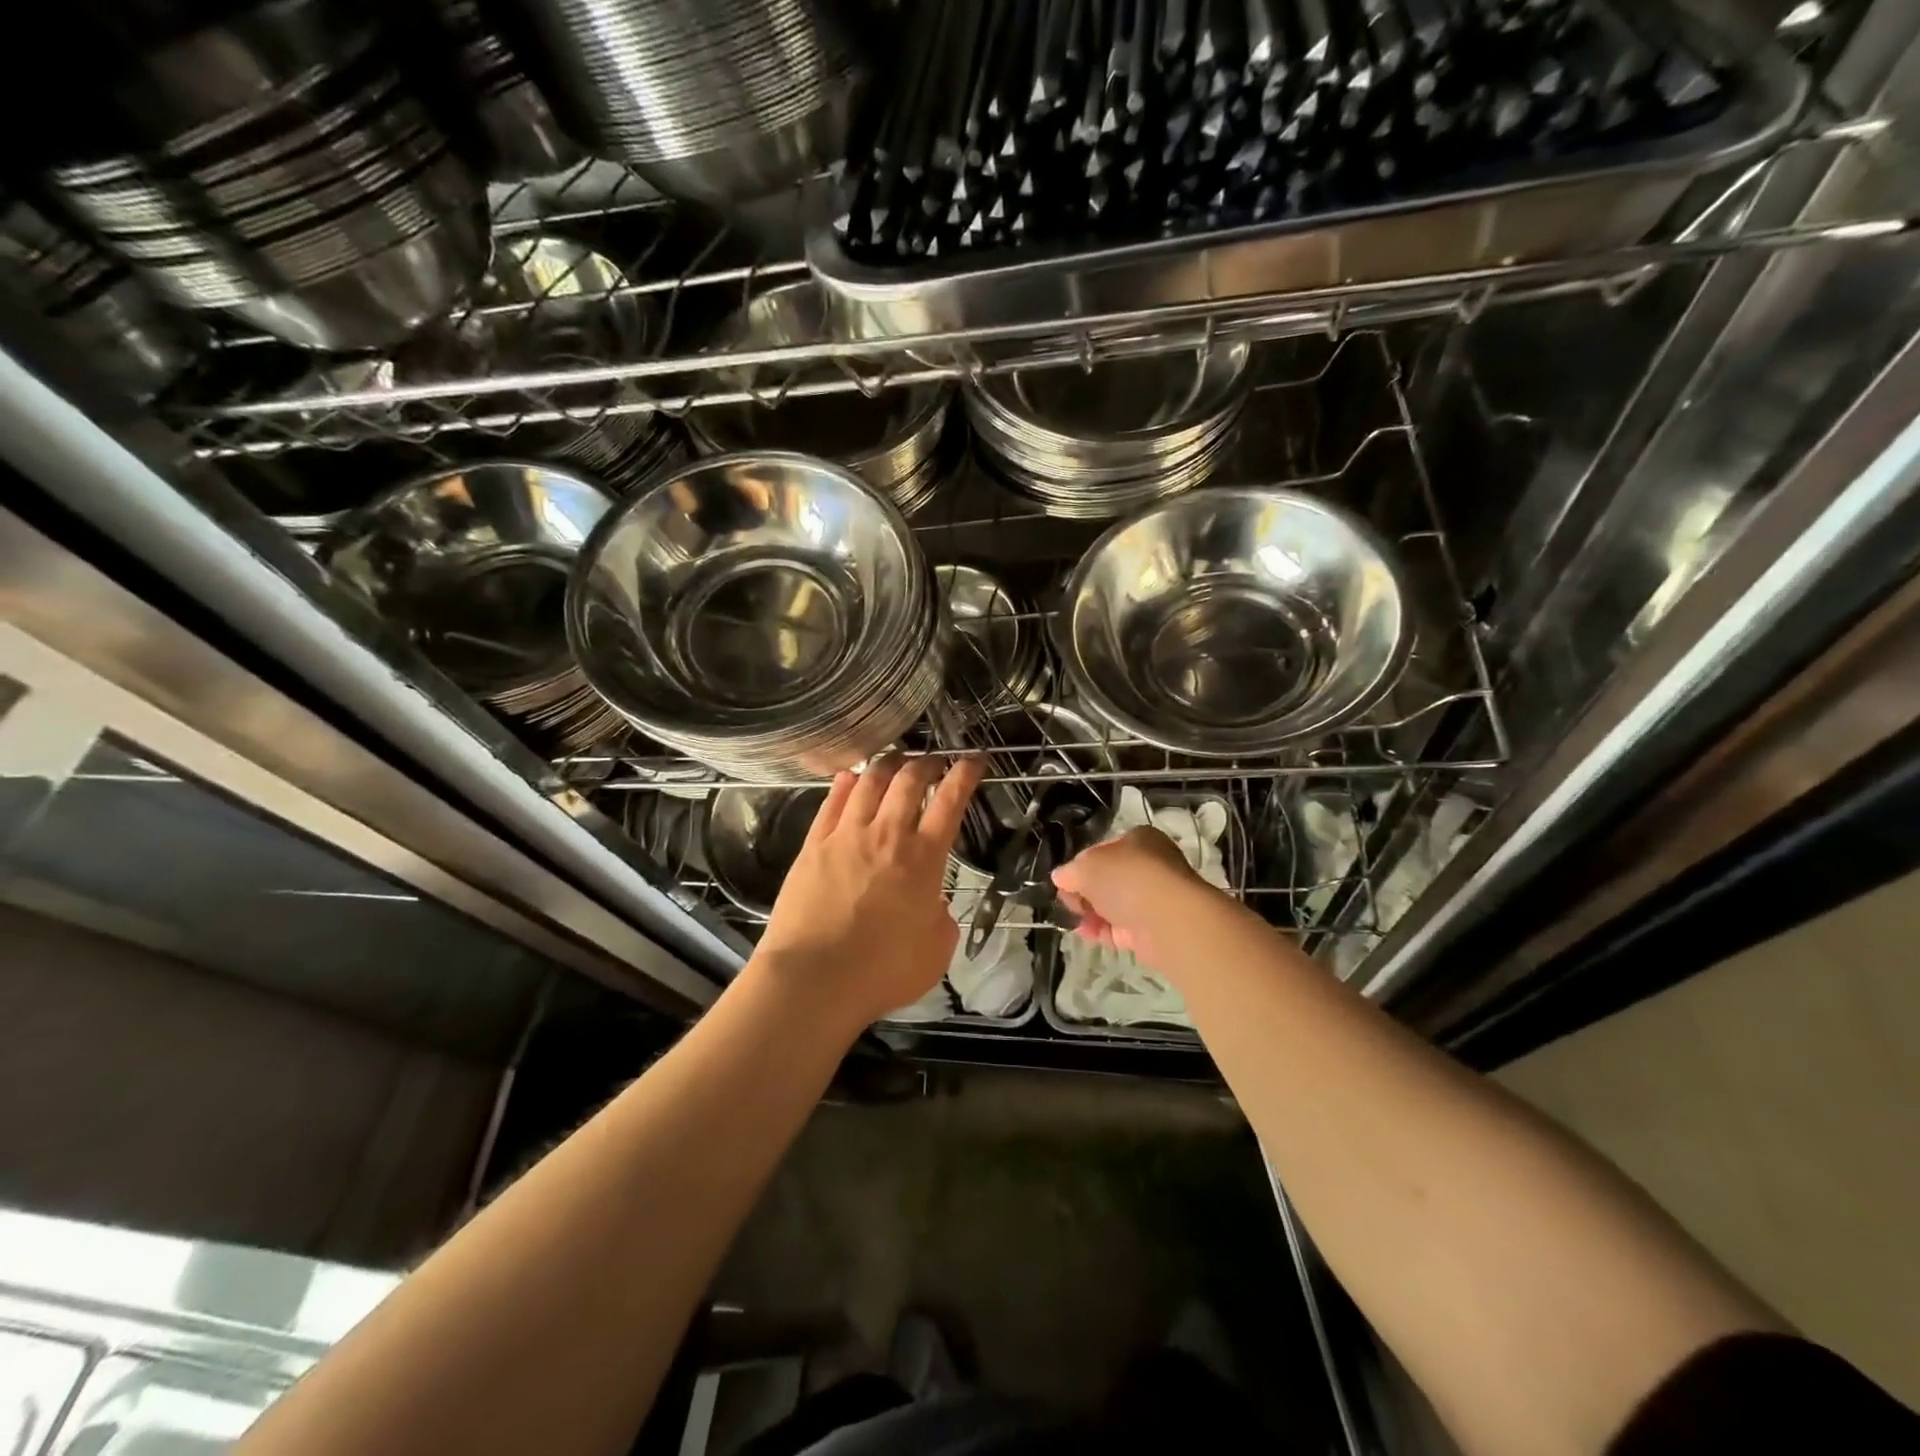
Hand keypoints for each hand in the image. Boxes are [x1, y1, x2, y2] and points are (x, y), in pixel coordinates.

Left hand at [754, 753, 983, 1026]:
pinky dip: (844, 784)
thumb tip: (933, 902)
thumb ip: (941, 919)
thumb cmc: (882, 972)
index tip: (974, 760)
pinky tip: (849, 776)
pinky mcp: (813, 846)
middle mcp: (886, 835)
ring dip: (887, 764)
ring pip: (869, 783)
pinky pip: (831, 803)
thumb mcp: (935, 951)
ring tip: (896, 758)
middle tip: (935, 759)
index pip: (950, 801)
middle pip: (909, 781)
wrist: (814, 979)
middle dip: (927, 762)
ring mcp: (846, 836)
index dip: (965, 774)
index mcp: (923, 858)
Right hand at [1051, 825, 1223, 966]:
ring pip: (1113, 905)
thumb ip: (1070, 871)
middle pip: (1108, 879)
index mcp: (1140, 840)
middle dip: (1084, 891)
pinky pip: (1119, 928)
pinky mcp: (1152, 930)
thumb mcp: (1087, 866)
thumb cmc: (1128, 878)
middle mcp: (1150, 867)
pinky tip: (1083, 933)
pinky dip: (1100, 930)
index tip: (1065, 880)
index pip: (1103, 850)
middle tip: (1066, 900)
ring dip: (1090, 912)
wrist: (1168, 919)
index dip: (1081, 864)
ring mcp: (1153, 899)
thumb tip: (1061, 877)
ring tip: (1071, 919)